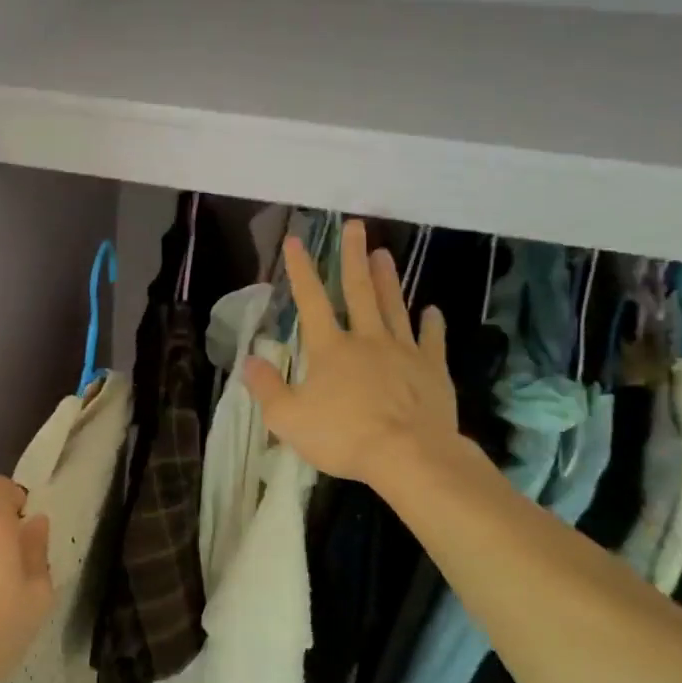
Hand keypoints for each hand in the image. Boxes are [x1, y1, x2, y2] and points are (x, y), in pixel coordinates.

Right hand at [242, 218, 459, 483]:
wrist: (410, 456)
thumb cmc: (343, 436)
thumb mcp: (288, 419)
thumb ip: (267, 388)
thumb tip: (249, 360)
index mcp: (330, 348)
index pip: (310, 300)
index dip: (301, 270)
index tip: (296, 240)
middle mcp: (367, 339)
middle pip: (358, 291)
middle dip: (353, 257)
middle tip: (355, 226)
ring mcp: (403, 352)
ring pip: (394, 306)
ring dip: (388, 279)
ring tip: (384, 254)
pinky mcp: (432, 370)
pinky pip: (432, 340)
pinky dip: (431, 323)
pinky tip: (432, 310)